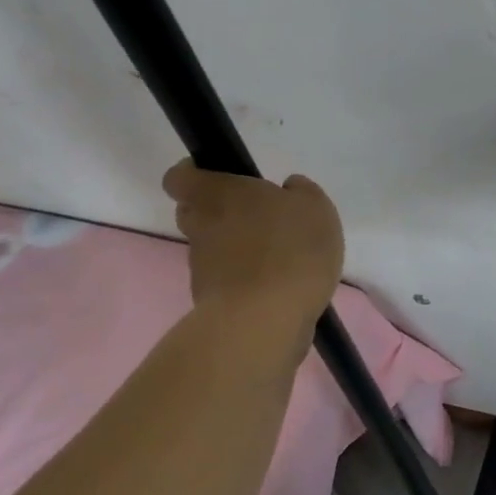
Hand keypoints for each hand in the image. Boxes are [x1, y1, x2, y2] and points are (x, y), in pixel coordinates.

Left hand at [162, 163, 343, 324]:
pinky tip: (281, 285)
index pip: (180, 176)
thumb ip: (301, 192)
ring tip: (279, 256)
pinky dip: (247, 279)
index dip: (195, 173)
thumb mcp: (315, 208)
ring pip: (212, 247)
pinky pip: (227, 279)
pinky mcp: (211, 301)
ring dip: (237, 247)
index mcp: (218, 194)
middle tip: (258, 216)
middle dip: (220, 211)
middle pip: (195, 211)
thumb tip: (288, 188)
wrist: (265, 321)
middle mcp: (201, 227)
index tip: (222, 176)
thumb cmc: (290, 249)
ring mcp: (202, 267)